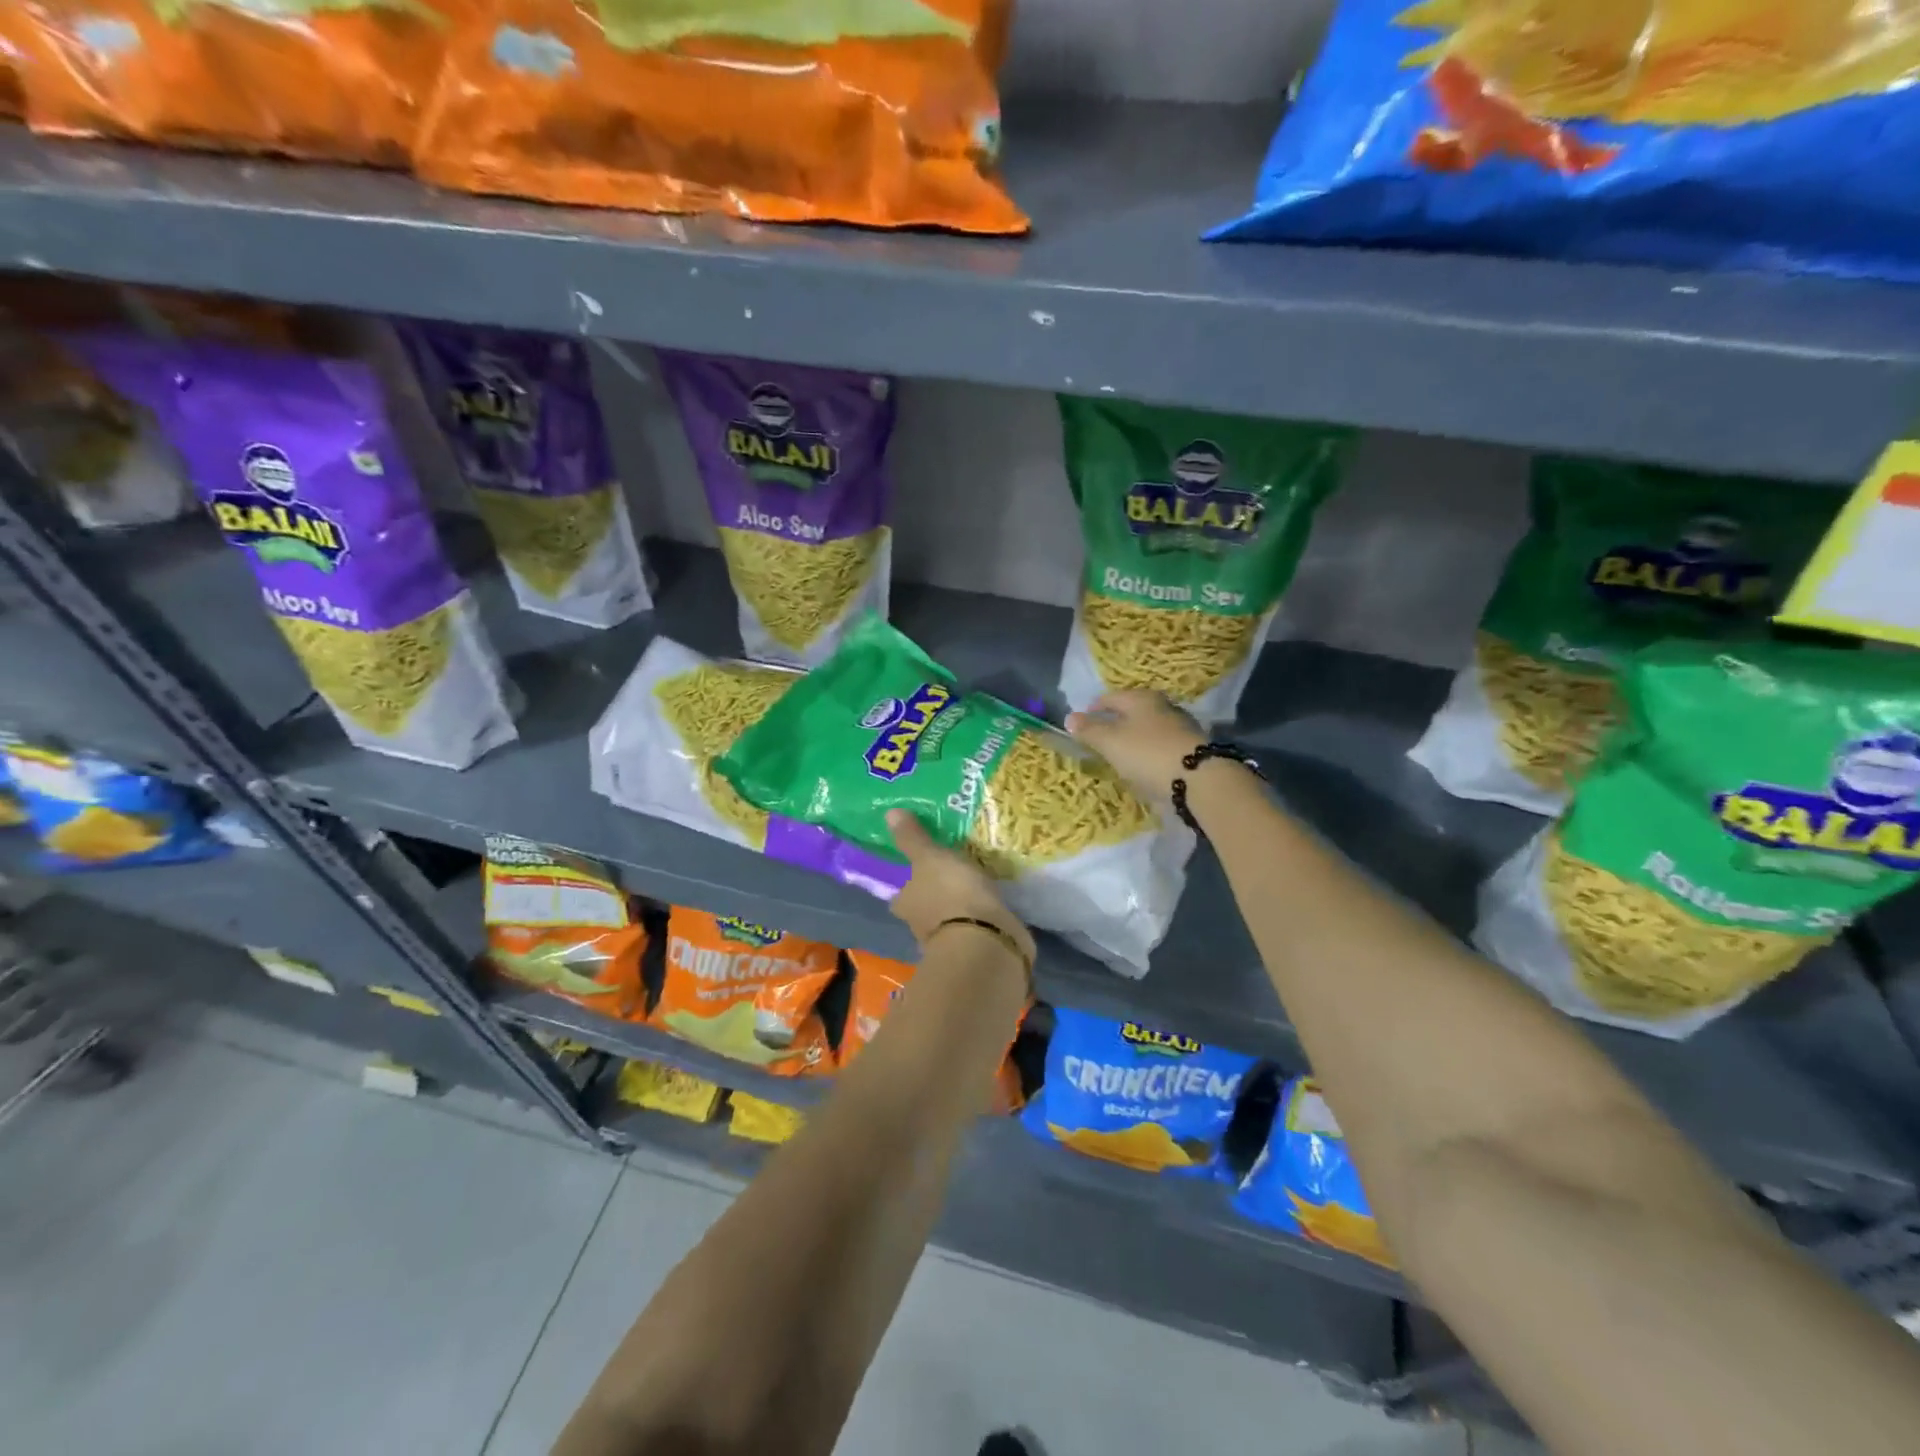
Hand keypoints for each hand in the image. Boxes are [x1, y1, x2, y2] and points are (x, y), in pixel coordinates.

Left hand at [885, 809, 1034, 964]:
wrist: (987, 941)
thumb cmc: (951, 894)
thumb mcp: (930, 857)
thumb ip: (912, 838)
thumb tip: (889, 813)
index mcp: (904, 903)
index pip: (901, 891)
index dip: (910, 881)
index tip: (924, 867)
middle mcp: (919, 925)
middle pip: (924, 906)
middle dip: (937, 893)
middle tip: (954, 871)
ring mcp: (949, 940)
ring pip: (951, 917)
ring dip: (961, 906)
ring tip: (978, 883)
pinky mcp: (976, 949)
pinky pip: (976, 927)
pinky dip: (981, 919)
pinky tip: (993, 904)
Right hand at [1065, 689, 1204, 802]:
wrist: (1199, 779)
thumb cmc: (1147, 753)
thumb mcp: (1110, 742)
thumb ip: (1089, 730)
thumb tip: (1069, 718)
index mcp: (1141, 698)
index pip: (1109, 698)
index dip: (1093, 709)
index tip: (1081, 724)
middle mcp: (1162, 706)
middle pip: (1131, 711)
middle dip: (1115, 723)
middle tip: (1100, 740)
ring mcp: (1179, 727)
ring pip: (1147, 729)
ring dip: (1133, 739)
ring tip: (1120, 755)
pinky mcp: (1190, 748)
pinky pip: (1161, 746)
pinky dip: (1149, 752)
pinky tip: (1144, 766)